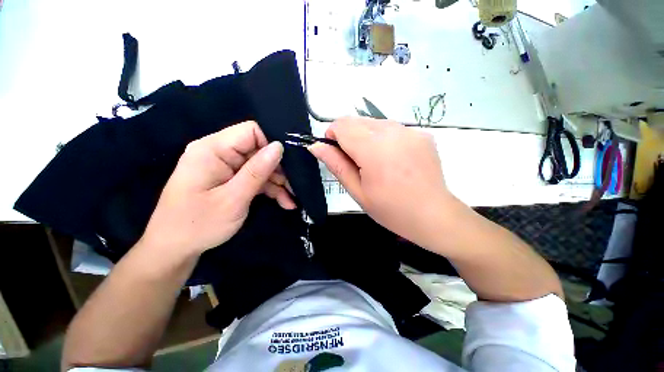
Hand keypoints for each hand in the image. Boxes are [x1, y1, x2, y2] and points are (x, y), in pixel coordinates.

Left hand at [140, 121, 294, 257]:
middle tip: (294, 187)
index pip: (251, 131)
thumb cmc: (198, 225)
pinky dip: (270, 189)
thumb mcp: (233, 199)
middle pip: (259, 150)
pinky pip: (255, 178)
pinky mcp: (230, 179)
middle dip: (278, 168)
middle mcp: (219, 153)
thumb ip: (257, 171)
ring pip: (261, 166)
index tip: (288, 165)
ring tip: (291, 199)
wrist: (174, 250)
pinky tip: (285, 202)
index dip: (272, 144)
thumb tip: (279, 146)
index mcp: (212, 149)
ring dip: (277, 182)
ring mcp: (225, 167)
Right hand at [308, 117, 454, 247]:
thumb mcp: (357, 190)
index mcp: (373, 148)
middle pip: (357, 121)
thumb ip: (336, 164)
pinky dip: (385, 139)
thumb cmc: (390, 209)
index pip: (342, 125)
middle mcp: (392, 131)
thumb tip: (316, 146)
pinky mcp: (422, 134)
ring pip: (374, 123)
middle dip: (349, 137)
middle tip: (356, 162)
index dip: (333, 136)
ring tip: (375, 162)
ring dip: (366, 137)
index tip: (337, 153)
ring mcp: (410, 131)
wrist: (433, 215)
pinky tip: (393, 160)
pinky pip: (393, 129)